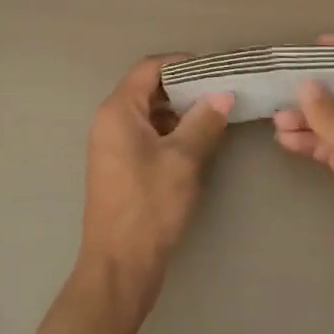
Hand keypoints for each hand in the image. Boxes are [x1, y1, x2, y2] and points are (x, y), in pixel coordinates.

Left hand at [77, 57, 233, 316]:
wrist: (119, 269)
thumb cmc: (149, 206)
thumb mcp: (184, 160)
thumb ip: (204, 121)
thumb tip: (223, 94)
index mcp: (119, 110)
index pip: (150, 67)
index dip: (183, 64)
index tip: (215, 70)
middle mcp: (110, 120)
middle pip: (149, 88)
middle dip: (185, 89)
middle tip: (220, 93)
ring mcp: (112, 145)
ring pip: (149, 113)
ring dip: (179, 112)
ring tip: (214, 117)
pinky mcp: (119, 167)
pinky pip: (145, 135)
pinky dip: (170, 133)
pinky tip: (196, 144)